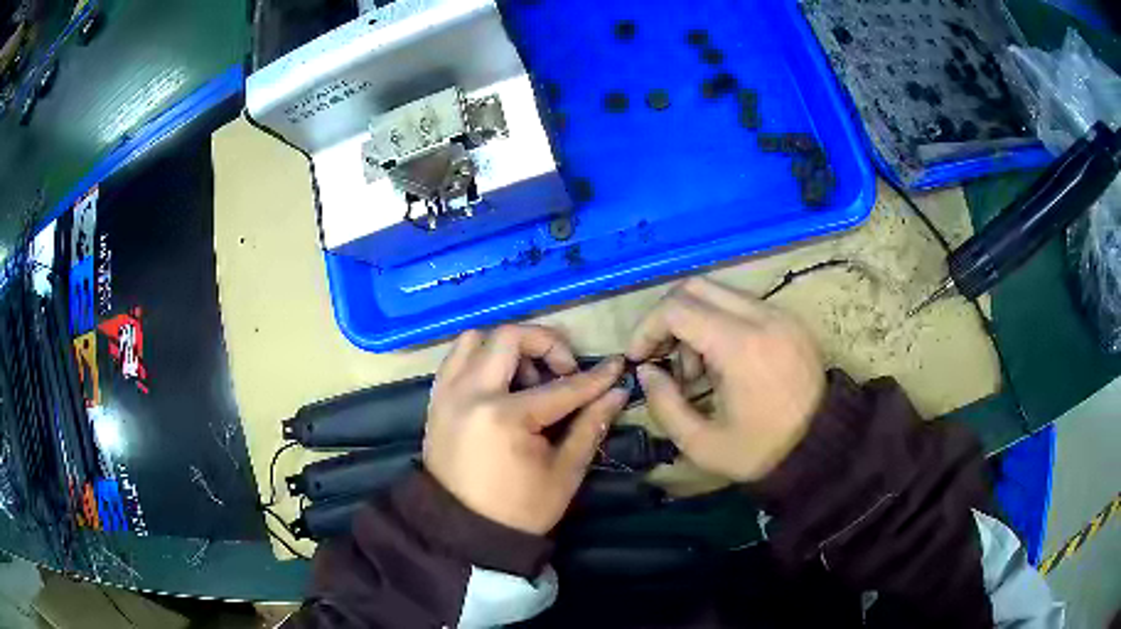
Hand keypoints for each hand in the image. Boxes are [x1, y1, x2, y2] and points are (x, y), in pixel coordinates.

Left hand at [424, 325, 627, 534]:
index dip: (594, 377)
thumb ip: (590, 426)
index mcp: (505, 418)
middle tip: (564, 369)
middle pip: (509, 337)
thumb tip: (617, 392)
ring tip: (527, 376)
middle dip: (546, 344)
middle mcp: (470, 394)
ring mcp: (447, 394)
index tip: (616, 366)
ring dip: (507, 346)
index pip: (561, 387)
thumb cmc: (519, 509)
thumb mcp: (564, 473)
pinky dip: (480, 357)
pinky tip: (500, 382)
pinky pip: (455, 358)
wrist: (464, 531)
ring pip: (475, 339)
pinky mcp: (435, 400)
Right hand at [628, 278, 824, 481]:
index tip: (639, 359)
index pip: (676, 308)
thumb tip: (647, 371)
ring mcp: (779, 313)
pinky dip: (719, 324)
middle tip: (665, 360)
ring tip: (698, 372)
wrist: (824, 447)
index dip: (647, 328)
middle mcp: (761, 316)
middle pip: (695, 287)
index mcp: (740, 346)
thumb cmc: (762, 451)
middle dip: (668, 320)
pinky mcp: (789, 319)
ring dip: (695, 322)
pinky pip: (742, 305)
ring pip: (718, 293)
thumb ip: (663, 404)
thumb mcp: (702, 444)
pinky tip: (724, 364)